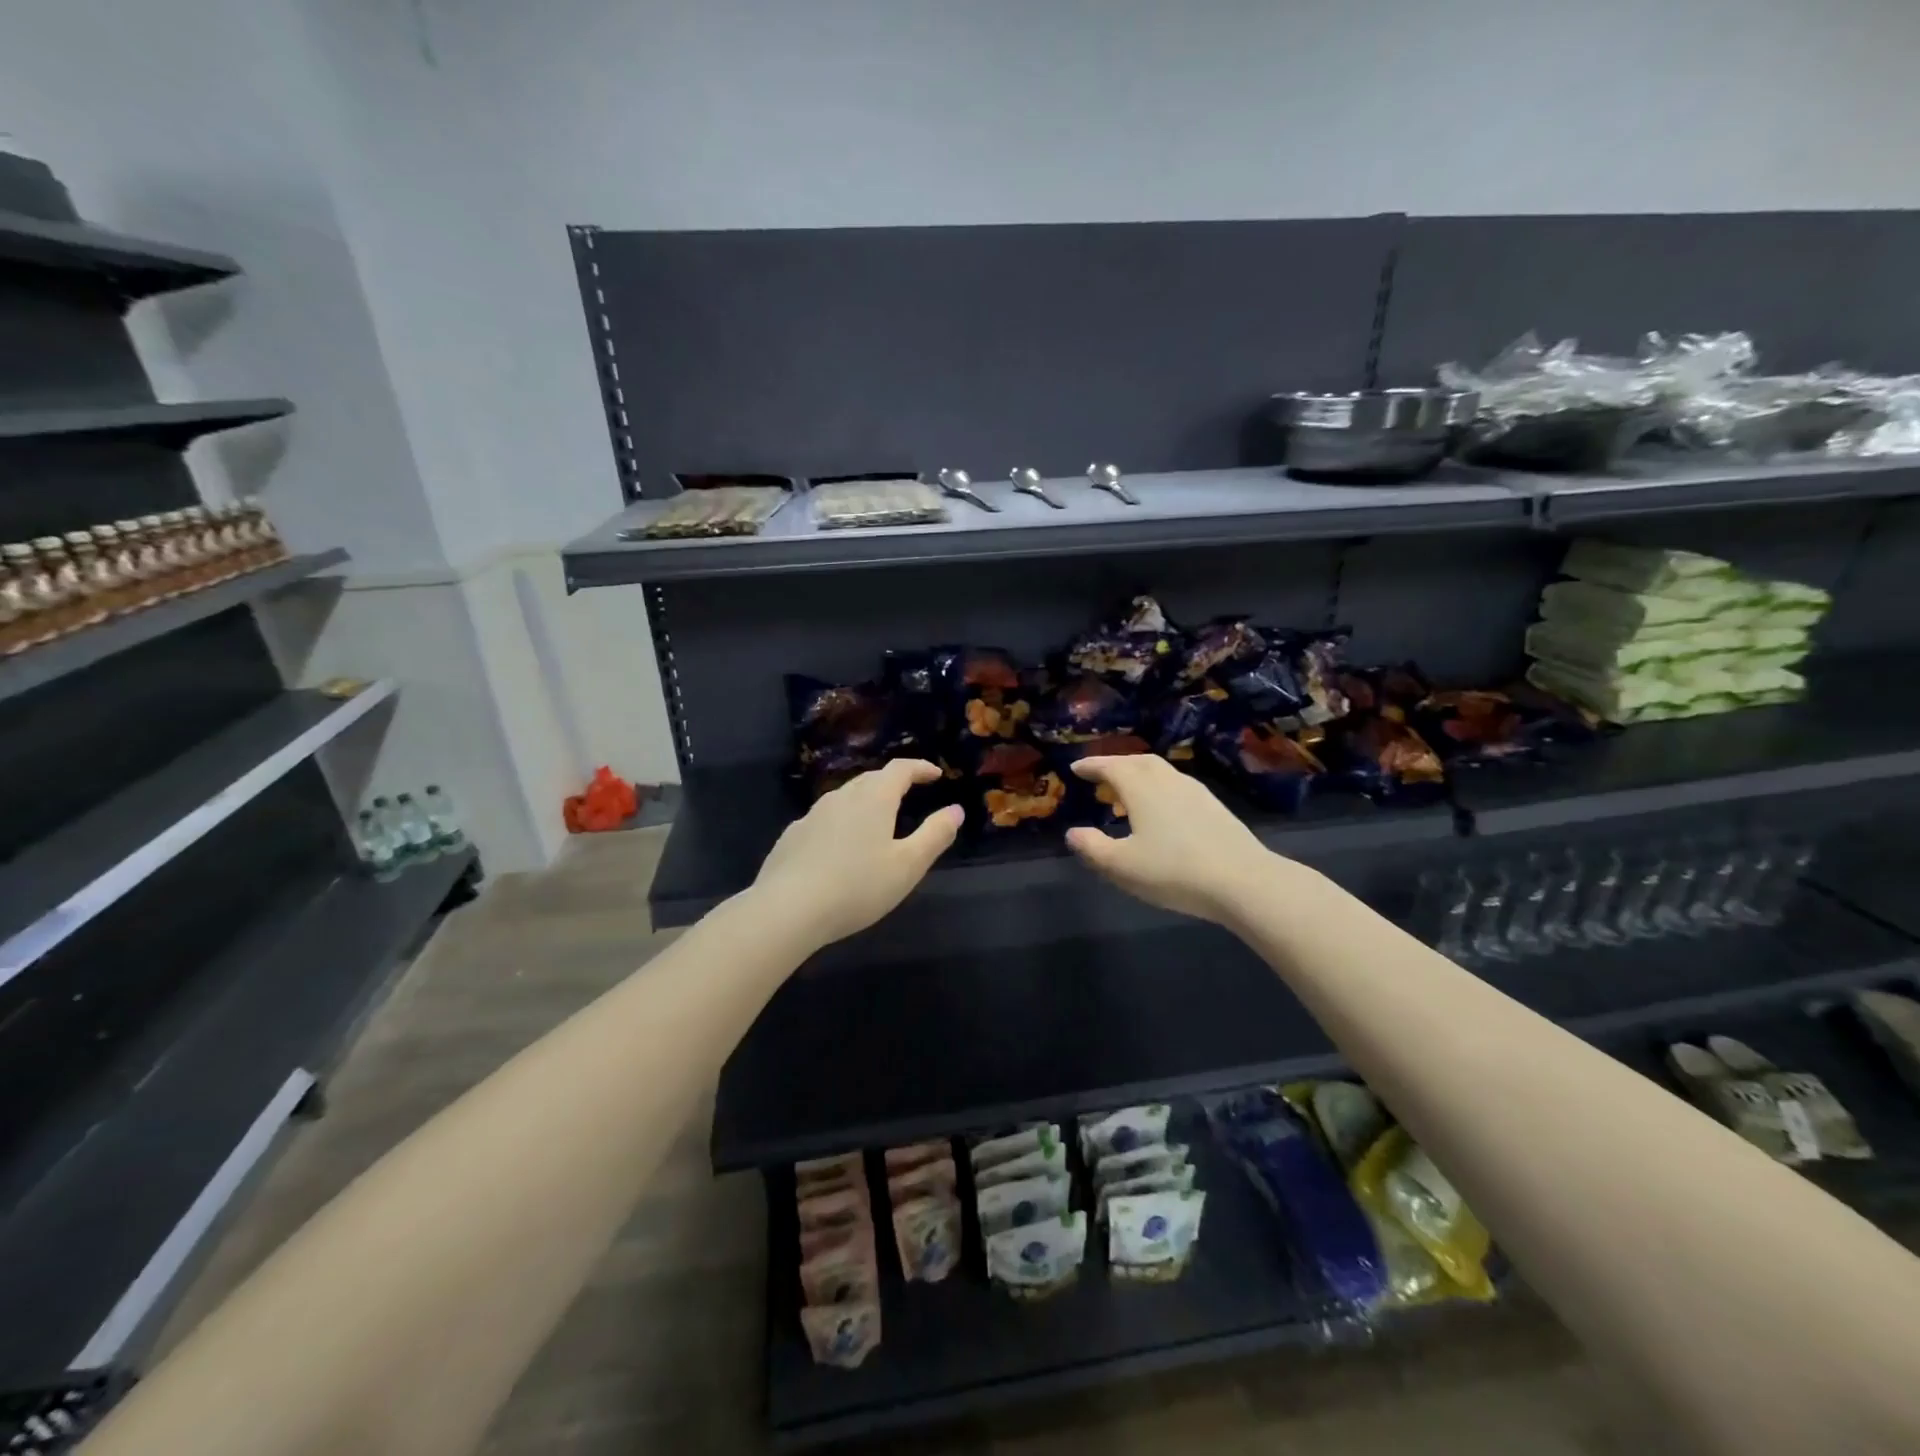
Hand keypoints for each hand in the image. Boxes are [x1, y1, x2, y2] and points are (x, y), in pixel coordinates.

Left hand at [751, 759, 963, 949]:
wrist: (788, 909)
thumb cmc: (857, 886)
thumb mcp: (908, 865)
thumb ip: (935, 835)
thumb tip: (956, 810)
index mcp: (873, 798)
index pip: (900, 769)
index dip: (920, 768)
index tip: (935, 774)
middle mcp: (841, 797)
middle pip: (870, 779)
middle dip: (893, 782)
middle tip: (909, 793)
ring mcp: (812, 815)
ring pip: (845, 798)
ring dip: (865, 801)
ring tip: (877, 820)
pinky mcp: (792, 836)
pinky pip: (824, 820)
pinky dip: (841, 823)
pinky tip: (840, 847)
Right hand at [1064, 755, 1279, 925]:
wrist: (1243, 881)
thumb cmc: (1174, 871)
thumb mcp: (1122, 866)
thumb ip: (1093, 848)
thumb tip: (1073, 833)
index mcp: (1142, 788)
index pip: (1111, 767)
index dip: (1091, 766)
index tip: (1075, 768)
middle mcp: (1167, 781)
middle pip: (1138, 762)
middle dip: (1115, 764)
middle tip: (1100, 776)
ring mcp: (1195, 792)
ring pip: (1160, 772)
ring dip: (1139, 775)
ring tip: (1127, 793)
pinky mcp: (1214, 807)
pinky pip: (1176, 785)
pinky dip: (1159, 788)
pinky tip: (1161, 810)